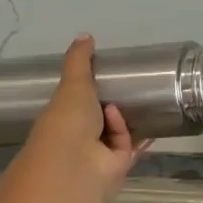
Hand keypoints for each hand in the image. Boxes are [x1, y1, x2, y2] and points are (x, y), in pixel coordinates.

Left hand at [20, 35, 147, 198]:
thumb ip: (79, 60)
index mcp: (60, 118)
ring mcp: (96, 155)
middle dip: (111, 107)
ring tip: (138, 101)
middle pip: (96, 121)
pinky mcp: (117, 166)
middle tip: (130, 88)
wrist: (78, 163)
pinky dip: (131, 135)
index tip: (104, 76)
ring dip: (123, 120)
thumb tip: (85, 36)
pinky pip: (129, 146)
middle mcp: (76, 138)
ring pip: (114, 135)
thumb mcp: (73, 82)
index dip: (87, 91)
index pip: (74, 104)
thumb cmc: (68, 120)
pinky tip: (142, 124)